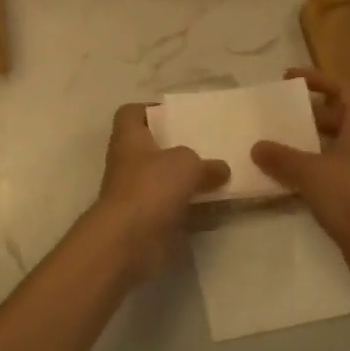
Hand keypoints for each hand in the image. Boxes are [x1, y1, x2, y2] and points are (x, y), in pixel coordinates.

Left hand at [88, 102, 229, 279]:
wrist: (128, 241)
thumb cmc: (151, 187)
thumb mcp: (186, 163)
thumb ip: (205, 163)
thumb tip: (221, 169)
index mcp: (129, 137)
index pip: (131, 113)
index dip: (151, 110)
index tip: (178, 116)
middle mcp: (128, 162)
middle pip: (152, 147)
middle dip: (179, 147)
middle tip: (209, 146)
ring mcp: (136, 193)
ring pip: (165, 179)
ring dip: (188, 179)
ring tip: (219, 175)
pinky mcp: (147, 220)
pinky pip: (173, 207)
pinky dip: (191, 207)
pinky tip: (216, 206)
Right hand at [251, 69, 349, 293]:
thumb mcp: (312, 173)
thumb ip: (282, 157)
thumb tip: (257, 146)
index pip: (344, 91)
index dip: (319, 79)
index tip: (288, 79)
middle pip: (337, 118)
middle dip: (307, 114)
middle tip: (276, 115)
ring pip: (330, 148)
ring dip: (304, 145)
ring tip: (271, 146)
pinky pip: (327, 174)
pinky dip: (306, 172)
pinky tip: (282, 182)